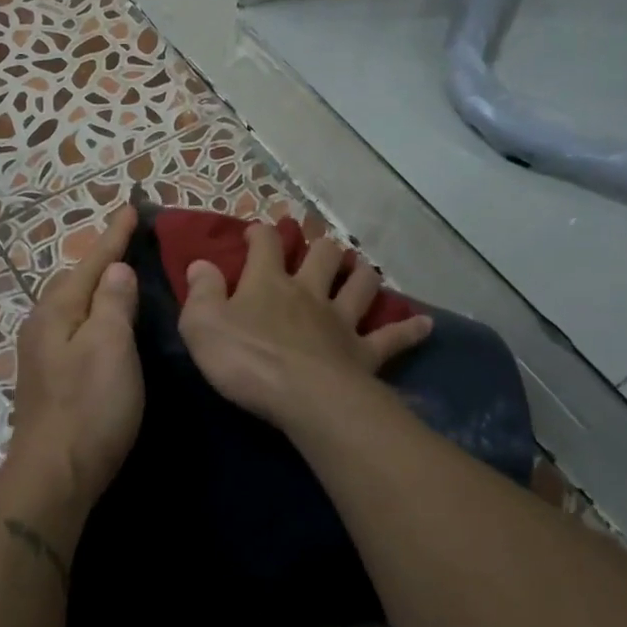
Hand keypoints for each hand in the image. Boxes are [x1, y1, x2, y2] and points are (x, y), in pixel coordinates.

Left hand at [8, 205, 144, 511]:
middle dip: (103, 259)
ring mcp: (43, 353)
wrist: (56, 474)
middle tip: (131, 240)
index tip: (131, 208)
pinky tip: (107, 321)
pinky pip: (77, 328)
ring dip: (99, 287)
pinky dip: (96, 314)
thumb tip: (116, 270)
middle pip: (77, 281)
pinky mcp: (51, 377)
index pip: (92, 263)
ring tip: (123, 274)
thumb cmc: (90, 407)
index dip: (114, 237)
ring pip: (76, 306)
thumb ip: (112, 304)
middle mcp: (43, 325)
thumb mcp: (110, 348)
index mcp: (56, 311)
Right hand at [177, 225, 432, 433]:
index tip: (258, 230)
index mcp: (268, 283)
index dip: (262, 233)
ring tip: (362, 268)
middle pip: (322, 255)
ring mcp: (341, 320)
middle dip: (320, 245)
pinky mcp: (365, 351)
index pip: (266, 246)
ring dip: (362, 273)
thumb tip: (200, 264)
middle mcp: (309, 292)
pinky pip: (393, 337)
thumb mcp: (202, 325)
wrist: (303, 396)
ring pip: (359, 285)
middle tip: (320, 245)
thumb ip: (201, 292)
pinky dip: (410, 329)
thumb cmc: (246, 359)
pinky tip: (426, 324)